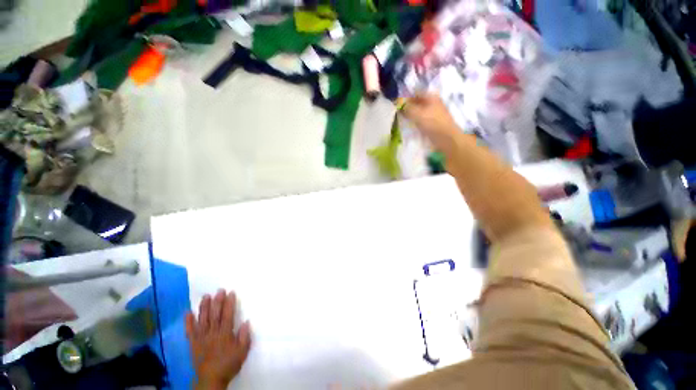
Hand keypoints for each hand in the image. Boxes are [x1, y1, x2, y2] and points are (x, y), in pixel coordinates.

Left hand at [186, 289, 251, 389]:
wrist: (211, 379)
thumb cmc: (229, 364)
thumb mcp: (242, 351)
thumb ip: (245, 336)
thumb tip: (246, 322)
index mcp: (225, 334)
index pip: (228, 315)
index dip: (229, 303)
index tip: (231, 292)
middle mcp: (212, 333)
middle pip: (215, 315)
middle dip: (217, 301)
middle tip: (219, 290)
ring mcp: (201, 338)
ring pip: (202, 320)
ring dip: (204, 307)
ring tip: (206, 296)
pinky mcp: (193, 343)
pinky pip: (190, 331)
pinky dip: (188, 322)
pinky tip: (188, 312)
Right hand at [402, 93, 460, 150]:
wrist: (446, 138)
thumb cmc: (433, 123)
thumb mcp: (417, 114)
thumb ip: (407, 108)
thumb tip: (399, 104)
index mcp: (431, 97)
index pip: (415, 93)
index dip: (406, 97)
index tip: (397, 104)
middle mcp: (432, 103)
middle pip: (417, 102)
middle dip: (407, 107)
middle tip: (398, 113)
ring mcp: (433, 113)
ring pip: (418, 111)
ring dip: (410, 115)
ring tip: (402, 120)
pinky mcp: (432, 123)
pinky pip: (421, 119)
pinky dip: (415, 121)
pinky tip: (410, 126)